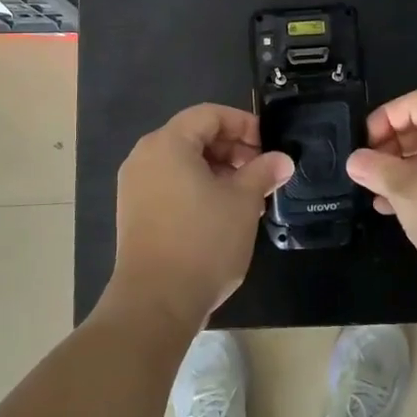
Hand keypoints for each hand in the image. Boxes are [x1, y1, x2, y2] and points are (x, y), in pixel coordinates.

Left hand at [110, 104, 293, 331]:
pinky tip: (224, 214)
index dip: (243, 124)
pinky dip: (198, 189)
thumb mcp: (243, 202)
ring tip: (249, 198)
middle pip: (194, 136)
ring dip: (219, 172)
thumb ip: (263, 172)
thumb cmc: (203, 241)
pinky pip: (171, 185)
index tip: (269, 146)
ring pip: (184, 163)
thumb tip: (282, 159)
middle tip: (262, 173)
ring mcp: (135, 186)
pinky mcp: (134, 212)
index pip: (209, 115)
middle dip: (232, 150)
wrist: (156, 302)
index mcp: (168, 143)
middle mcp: (145, 157)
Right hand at [346, 91, 416, 313]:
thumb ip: (377, 170)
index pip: (416, 102)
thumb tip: (356, 160)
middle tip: (370, 172)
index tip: (364, 147)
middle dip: (394, 147)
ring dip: (408, 170)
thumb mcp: (407, 192)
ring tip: (380, 195)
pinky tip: (405, 210)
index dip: (384, 119)